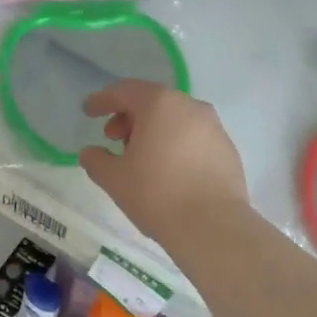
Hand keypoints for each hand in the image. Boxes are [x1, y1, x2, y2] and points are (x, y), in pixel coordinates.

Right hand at [79, 81, 248, 242]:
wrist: (212, 225)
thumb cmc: (156, 194)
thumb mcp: (115, 179)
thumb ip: (96, 161)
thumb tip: (90, 153)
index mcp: (160, 105)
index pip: (125, 91)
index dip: (103, 100)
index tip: (89, 111)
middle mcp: (190, 106)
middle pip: (153, 102)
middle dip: (129, 117)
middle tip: (114, 138)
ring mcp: (214, 127)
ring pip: (176, 119)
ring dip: (154, 131)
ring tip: (141, 158)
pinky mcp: (227, 149)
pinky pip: (194, 137)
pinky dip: (175, 144)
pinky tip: (168, 170)